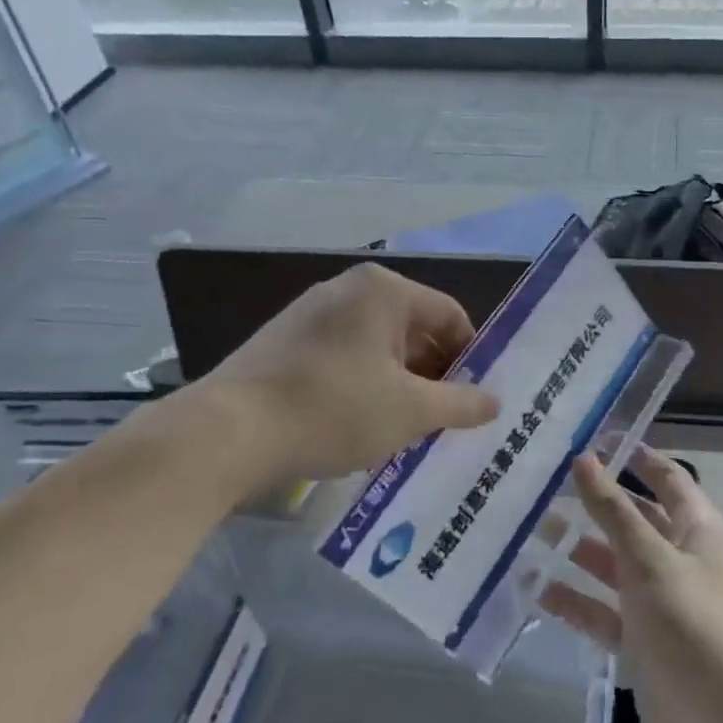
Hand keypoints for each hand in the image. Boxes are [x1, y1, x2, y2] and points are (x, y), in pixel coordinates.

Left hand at [184, 263, 498, 482]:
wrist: (227, 433)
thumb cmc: (334, 408)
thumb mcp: (411, 411)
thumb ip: (461, 403)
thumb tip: (495, 401)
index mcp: (384, 290)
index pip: (449, 315)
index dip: (471, 357)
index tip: (476, 399)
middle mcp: (348, 289)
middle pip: (412, 330)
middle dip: (433, 374)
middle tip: (445, 419)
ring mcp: (310, 314)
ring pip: (377, 347)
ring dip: (399, 384)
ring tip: (405, 428)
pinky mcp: (284, 342)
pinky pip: (343, 358)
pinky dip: (363, 385)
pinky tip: (359, 425)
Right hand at [539, 448, 722, 722]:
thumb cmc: (693, 627)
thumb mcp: (649, 560)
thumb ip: (613, 510)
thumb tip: (584, 458)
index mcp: (698, 531)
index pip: (668, 480)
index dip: (636, 458)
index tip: (594, 439)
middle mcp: (680, 560)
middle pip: (633, 521)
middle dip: (594, 505)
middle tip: (543, 486)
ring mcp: (661, 604)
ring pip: (613, 566)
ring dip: (577, 551)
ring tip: (528, 531)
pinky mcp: (643, 643)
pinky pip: (604, 612)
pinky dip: (575, 601)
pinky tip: (535, 589)